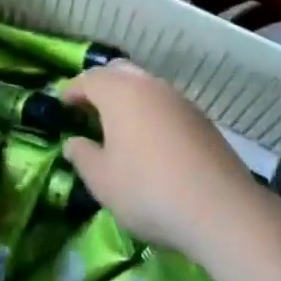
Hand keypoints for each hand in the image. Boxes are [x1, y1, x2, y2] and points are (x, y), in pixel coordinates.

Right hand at [60, 63, 277, 261]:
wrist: (219, 207)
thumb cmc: (147, 190)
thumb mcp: (102, 181)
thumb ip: (83, 156)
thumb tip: (73, 142)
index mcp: (119, 92)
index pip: (89, 79)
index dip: (72, 90)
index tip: (61, 102)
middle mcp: (149, 85)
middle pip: (119, 73)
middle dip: (101, 86)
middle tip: (88, 107)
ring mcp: (179, 99)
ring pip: (145, 86)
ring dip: (128, 98)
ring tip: (117, 124)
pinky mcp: (201, 118)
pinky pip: (165, 104)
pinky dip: (151, 112)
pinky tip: (150, 139)